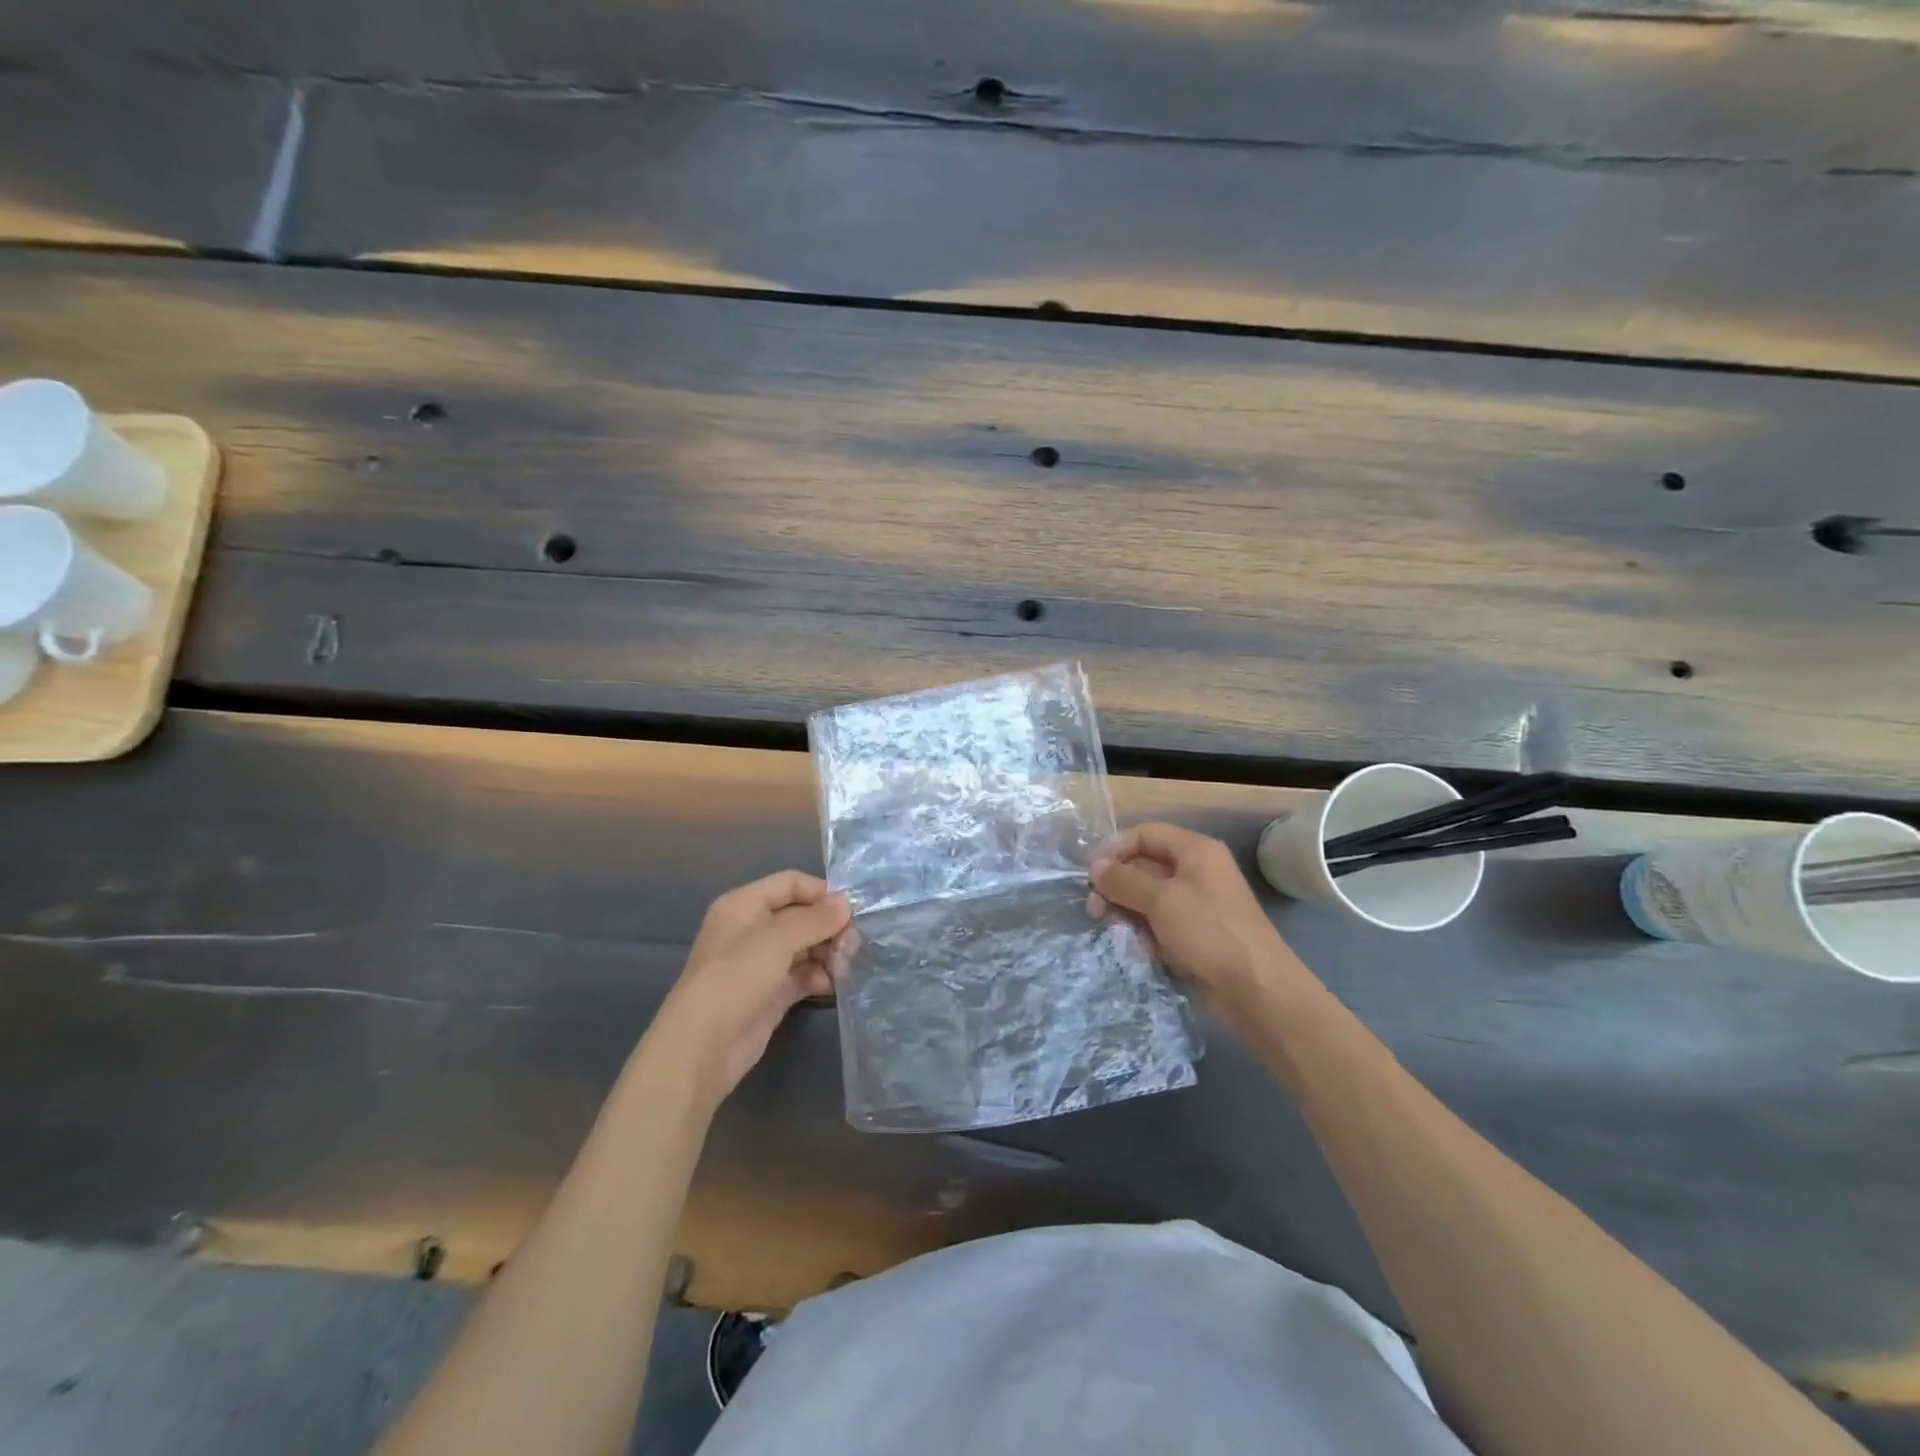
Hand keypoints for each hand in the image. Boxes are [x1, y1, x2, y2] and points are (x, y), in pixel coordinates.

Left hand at [644, 871, 855, 1103]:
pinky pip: (804, 974)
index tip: (851, 911)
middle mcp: (753, 929)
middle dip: (829, 928)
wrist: (704, 1047)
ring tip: (841, 968)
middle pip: (802, 916)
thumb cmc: (735, 979)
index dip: (821, 893)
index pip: (791, 884)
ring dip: (828, 953)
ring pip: (806, 946)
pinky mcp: (772, 993)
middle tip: (851, 946)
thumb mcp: (777, 940)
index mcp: (745, 905)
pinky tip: (829, 985)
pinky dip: (819, 976)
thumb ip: (815, 918)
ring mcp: (762, 963)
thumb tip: (846, 903)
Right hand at [1088, 823, 1313, 1025]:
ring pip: (1146, 898)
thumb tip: (1094, 867)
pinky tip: (1138, 949)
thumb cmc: (1209, 932)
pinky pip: (1157, 924)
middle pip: (1143, 866)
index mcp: (1194, 851)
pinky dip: (1143, 934)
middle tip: (1094, 909)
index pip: (1145, 835)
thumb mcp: (1161, 900)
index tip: (1090, 874)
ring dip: (1126, 912)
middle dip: (1117, 885)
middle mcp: (1194, 872)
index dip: (1115, 849)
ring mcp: (1193, 905)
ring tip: (1113, 931)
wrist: (1255, 990)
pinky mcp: (1191, 935)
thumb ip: (1124, 880)